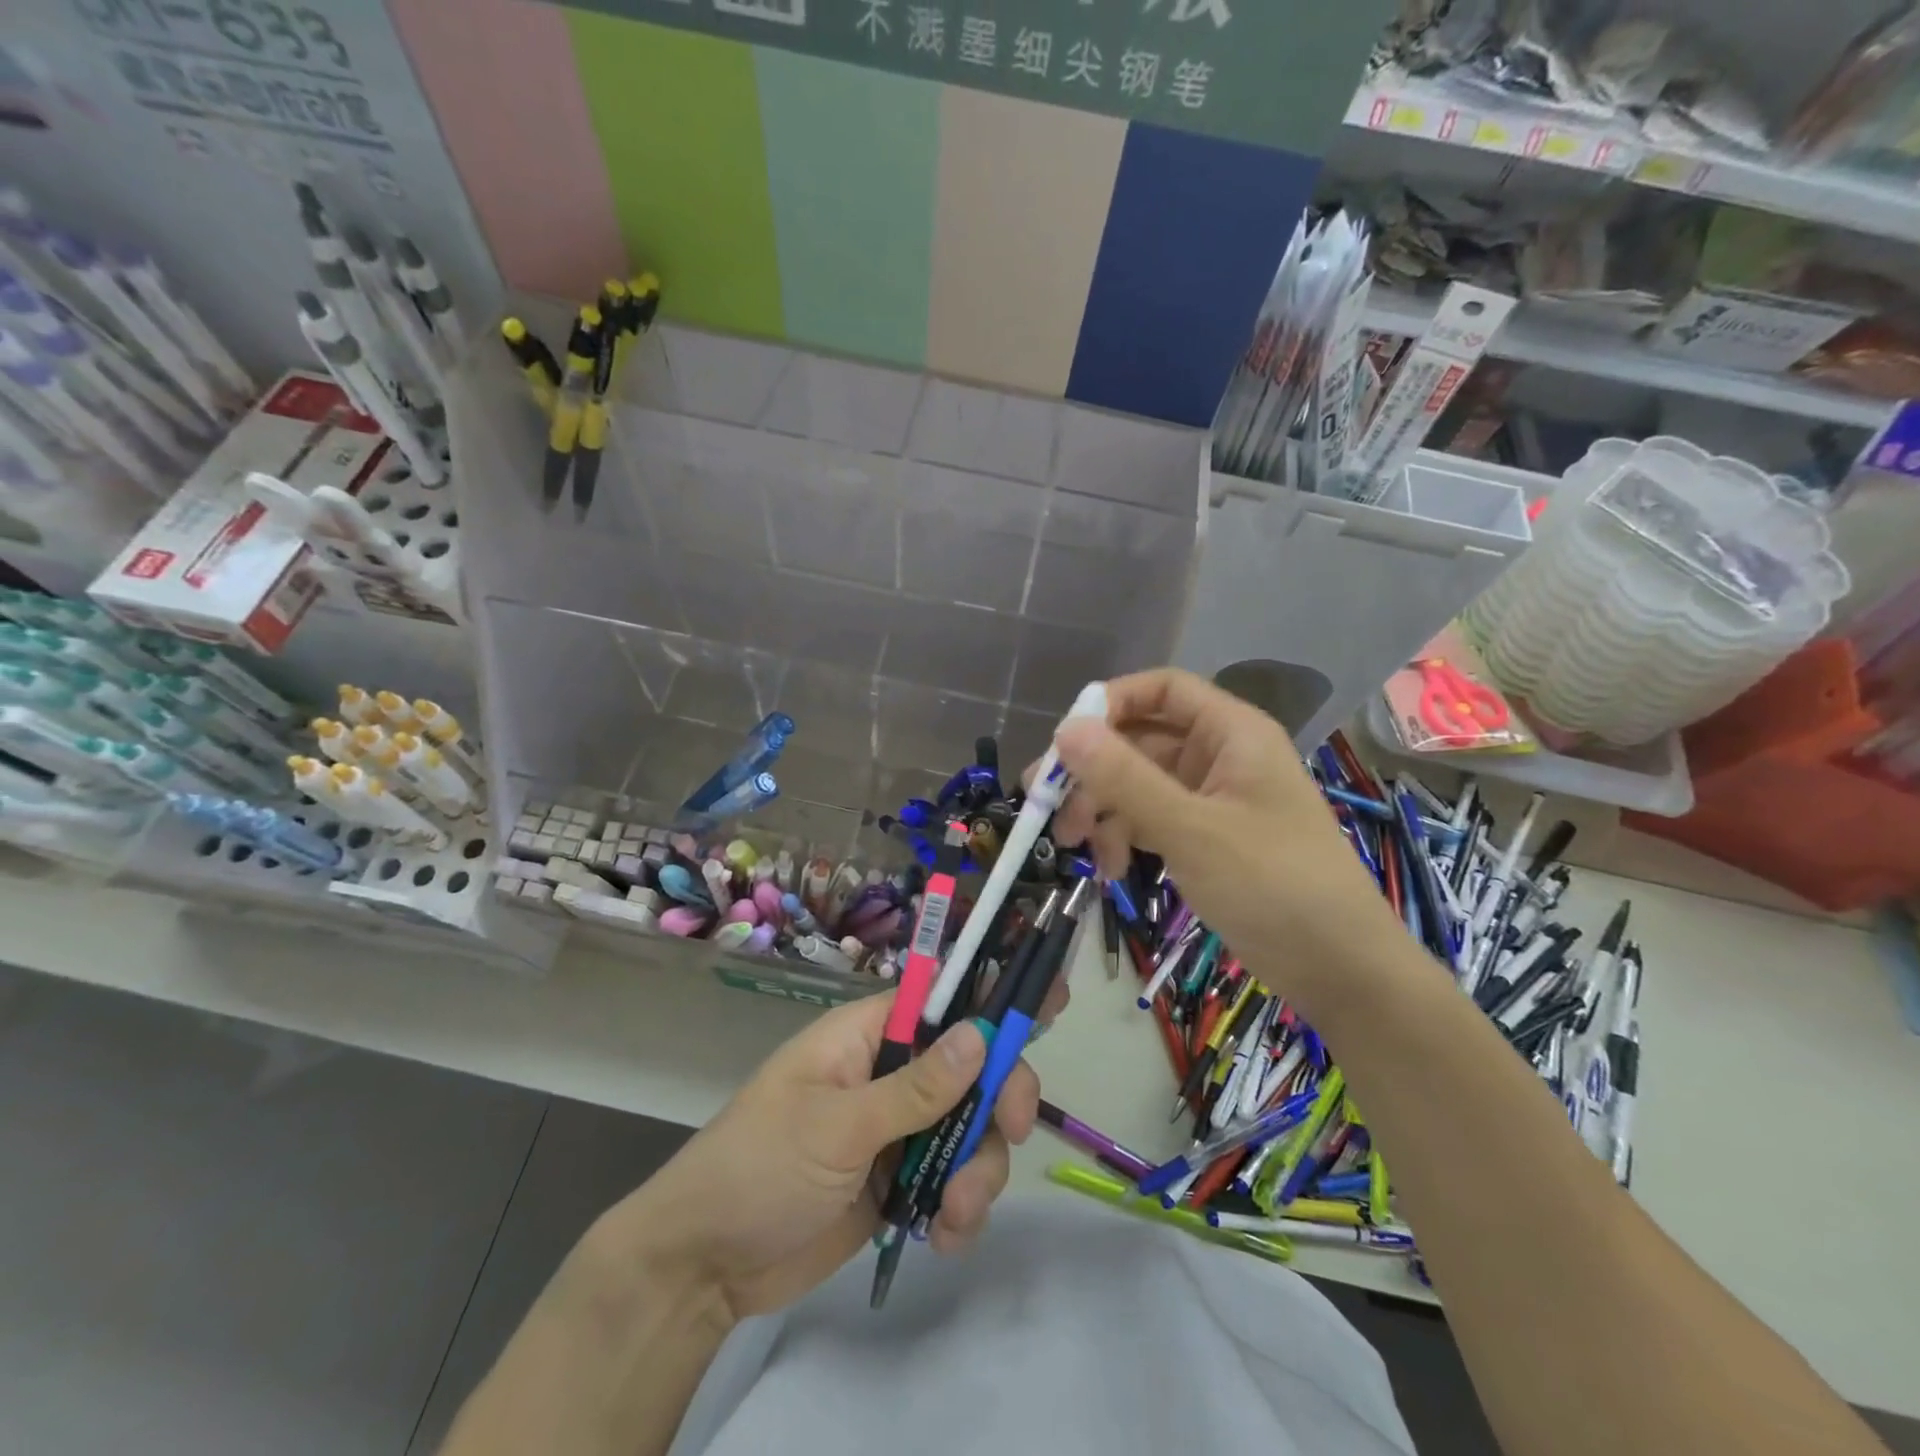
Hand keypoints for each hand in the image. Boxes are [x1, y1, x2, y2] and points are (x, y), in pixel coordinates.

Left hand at [601, 990, 1046, 1321]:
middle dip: (996, 1101)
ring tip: (953, 1215)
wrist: (705, 1266)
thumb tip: (980, 1032)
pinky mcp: (898, 1182)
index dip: (992, 998)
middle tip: (1009, 1132)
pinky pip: (952, 1182)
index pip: (941, 1002)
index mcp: (867, 1037)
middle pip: (970, 1069)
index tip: (1050, 1001)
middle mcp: (889, 1075)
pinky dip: (960, 1209)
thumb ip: (915, 1087)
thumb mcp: (838, 1125)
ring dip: (977, 1172)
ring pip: (969, 1131)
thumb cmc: (760, 1166)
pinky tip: (943, 1239)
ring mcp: (896, 1130)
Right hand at [1048, 668, 1408, 1007]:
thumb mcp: (1190, 828)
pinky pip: (1151, 819)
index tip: (1065, 740)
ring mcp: (1211, 799)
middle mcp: (1219, 756)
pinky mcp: (1204, 838)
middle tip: (1046, 802)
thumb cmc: (1273, 884)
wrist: (1338, 969)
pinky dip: (1125, 837)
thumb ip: (1124, 778)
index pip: (1162, 690)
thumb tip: (1065, 729)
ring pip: (1138, 784)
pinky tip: (1112, 870)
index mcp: (1231, 733)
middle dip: (1093, 771)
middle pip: (1140, 740)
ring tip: (1076, 847)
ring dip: (1103, 810)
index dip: (1111, 703)